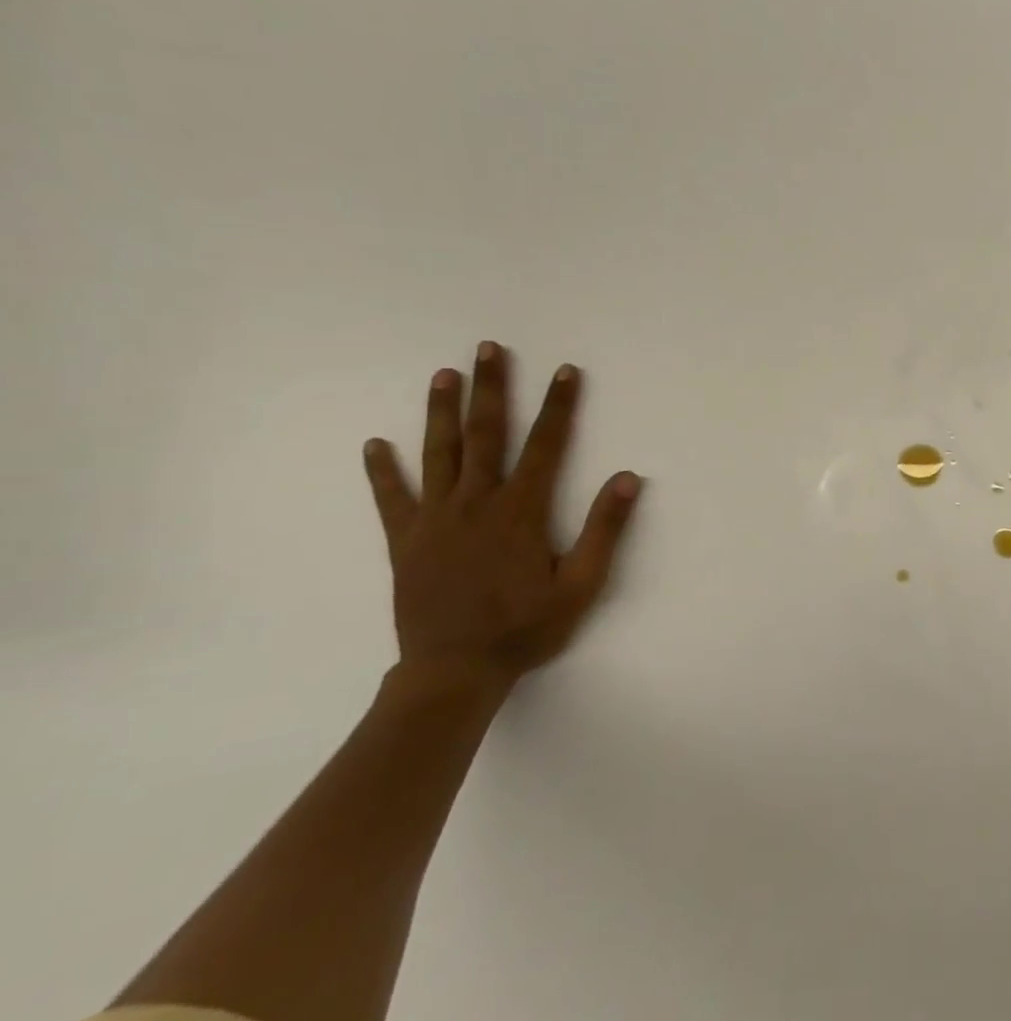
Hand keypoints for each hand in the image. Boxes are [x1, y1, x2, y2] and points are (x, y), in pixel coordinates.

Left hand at [361, 342, 641, 691]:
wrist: (454, 672)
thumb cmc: (526, 628)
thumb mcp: (581, 585)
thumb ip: (603, 530)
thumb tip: (627, 478)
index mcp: (520, 511)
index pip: (546, 445)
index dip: (559, 406)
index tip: (566, 370)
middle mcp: (476, 503)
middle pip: (486, 435)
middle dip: (492, 389)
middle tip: (488, 348)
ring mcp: (435, 520)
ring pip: (439, 454)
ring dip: (442, 412)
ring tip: (443, 375)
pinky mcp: (406, 541)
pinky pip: (392, 499)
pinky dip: (382, 471)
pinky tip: (374, 445)